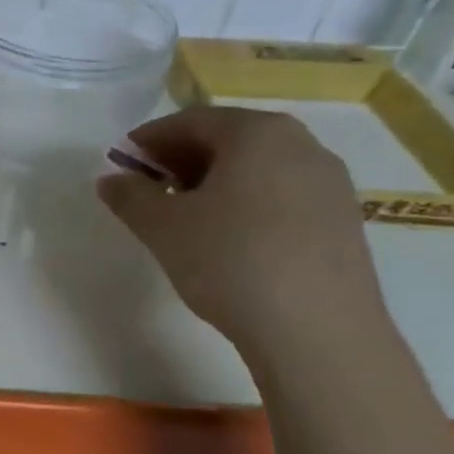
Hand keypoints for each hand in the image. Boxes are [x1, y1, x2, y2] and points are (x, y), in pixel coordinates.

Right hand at [97, 105, 387, 352]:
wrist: (317, 332)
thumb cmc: (230, 260)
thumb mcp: (161, 226)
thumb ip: (129, 195)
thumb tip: (111, 179)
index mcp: (257, 133)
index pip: (191, 121)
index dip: (150, 139)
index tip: (123, 162)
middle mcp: (302, 145)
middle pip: (229, 139)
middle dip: (182, 158)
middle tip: (149, 187)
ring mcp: (330, 183)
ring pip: (258, 167)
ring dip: (214, 181)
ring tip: (184, 216)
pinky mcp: (343, 221)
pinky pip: (282, 194)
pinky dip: (247, 201)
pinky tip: (227, 238)